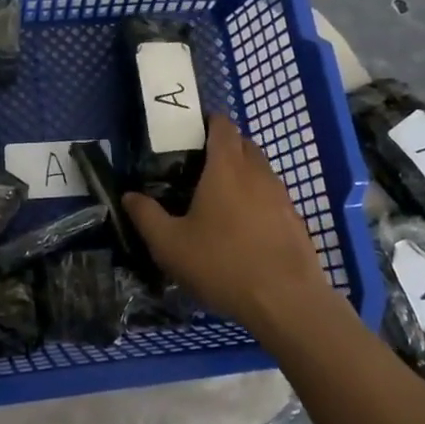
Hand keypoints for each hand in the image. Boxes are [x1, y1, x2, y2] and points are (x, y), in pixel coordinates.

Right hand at [123, 114, 328, 333]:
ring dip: (242, 174)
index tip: (190, 133)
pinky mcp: (295, 220)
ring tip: (219, 200)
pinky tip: (244, 229)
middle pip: (243, 144)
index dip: (208, 122)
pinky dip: (258, 200)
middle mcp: (257, 172)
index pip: (222, 125)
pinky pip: (273, 197)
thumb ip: (146, 216)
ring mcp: (281, 196)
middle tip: (198, 168)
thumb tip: (129, 196)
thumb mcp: (170, 245)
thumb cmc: (222, 264)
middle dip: (224, 147)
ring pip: (260, 170)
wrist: (286, 302)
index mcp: (226, 167)